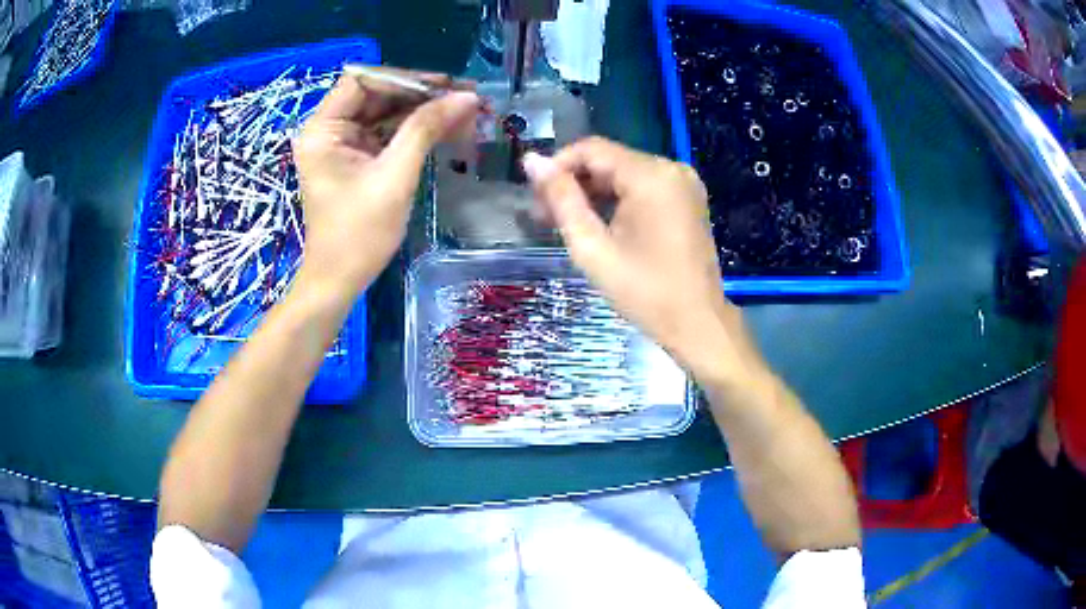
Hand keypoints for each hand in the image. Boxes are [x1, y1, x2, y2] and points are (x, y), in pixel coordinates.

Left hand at [293, 69, 480, 296]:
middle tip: (467, 97)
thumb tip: (467, 97)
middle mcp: (330, 130)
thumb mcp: (394, 177)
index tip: (445, 86)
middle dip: (422, 95)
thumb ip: (426, 129)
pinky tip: (450, 130)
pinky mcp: (358, 159)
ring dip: (426, 113)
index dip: (405, 78)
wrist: (340, 281)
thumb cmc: (358, 234)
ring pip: (388, 113)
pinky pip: (390, 134)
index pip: (363, 81)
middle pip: (379, 95)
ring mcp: (344, 144)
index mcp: (323, 129)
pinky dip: (418, 132)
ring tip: (468, 114)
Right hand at [523, 137, 760, 381]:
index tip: (536, 197)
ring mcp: (684, 183)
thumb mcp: (593, 247)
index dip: (557, 166)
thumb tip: (532, 161)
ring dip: (594, 192)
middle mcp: (671, 168)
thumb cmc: (644, 292)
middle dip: (575, 183)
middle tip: (545, 216)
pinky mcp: (688, 198)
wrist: (698, 324)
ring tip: (567, 224)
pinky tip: (600, 224)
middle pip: (609, 160)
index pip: (591, 149)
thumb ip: (561, 200)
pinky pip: (644, 187)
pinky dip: (619, 200)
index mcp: (651, 176)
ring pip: (625, 173)